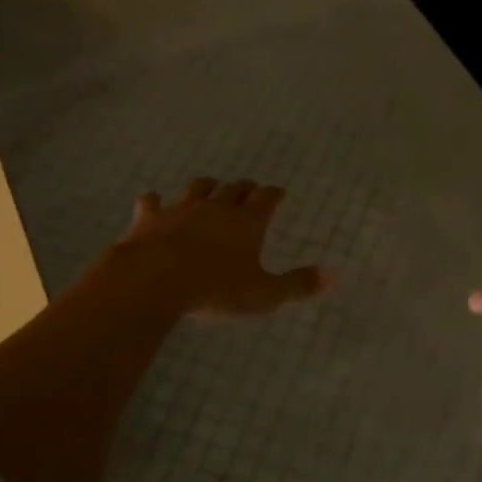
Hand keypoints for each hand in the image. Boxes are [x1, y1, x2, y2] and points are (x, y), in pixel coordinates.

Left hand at [109, 178, 330, 318]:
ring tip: (210, 186)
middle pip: (234, 189)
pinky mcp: (149, 219)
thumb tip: (333, 276)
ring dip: (206, 187)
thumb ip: (298, 285)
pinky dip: (154, 201)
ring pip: (197, 189)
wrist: (155, 280)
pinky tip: (153, 201)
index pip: (266, 198)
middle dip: (244, 188)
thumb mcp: (265, 294)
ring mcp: (180, 210)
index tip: (279, 192)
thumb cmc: (217, 289)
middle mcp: (216, 208)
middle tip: (250, 189)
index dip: (274, 194)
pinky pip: (152, 203)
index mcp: (247, 222)